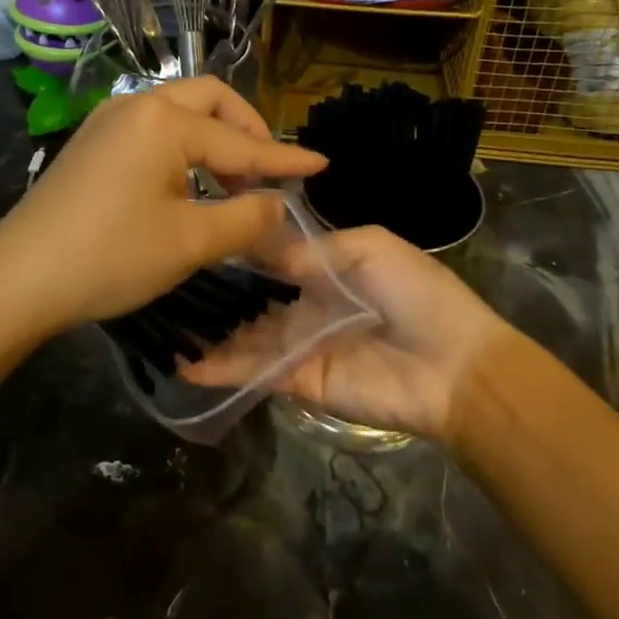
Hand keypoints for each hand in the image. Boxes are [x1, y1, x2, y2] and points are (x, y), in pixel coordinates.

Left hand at [0, 77, 325, 335]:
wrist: (18, 278)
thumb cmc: (110, 256)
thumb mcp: (189, 243)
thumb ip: (244, 219)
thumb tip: (277, 205)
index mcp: (164, 121)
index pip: (241, 139)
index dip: (284, 158)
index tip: (321, 164)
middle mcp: (136, 105)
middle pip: (209, 99)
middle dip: (246, 128)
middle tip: (267, 168)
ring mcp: (107, 121)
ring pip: (178, 111)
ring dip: (213, 137)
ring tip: (232, 181)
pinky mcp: (90, 143)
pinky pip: (152, 128)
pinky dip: (183, 145)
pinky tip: (188, 182)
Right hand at [183, 225, 523, 442]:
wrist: (455, 366)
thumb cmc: (418, 293)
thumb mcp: (371, 247)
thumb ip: (313, 247)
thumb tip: (263, 249)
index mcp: (326, 267)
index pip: (271, 256)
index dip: (238, 249)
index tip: (197, 236)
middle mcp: (306, 304)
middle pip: (252, 296)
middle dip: (215, 290)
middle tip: (166, 280)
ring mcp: (300, 344)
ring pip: (244, 334)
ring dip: (209, 331)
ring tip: (162, 320)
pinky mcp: (299, 381)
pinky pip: (255, 371)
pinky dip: (221, 369)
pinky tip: (184, 362)